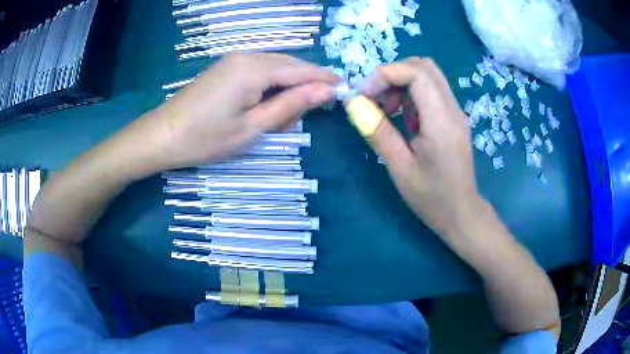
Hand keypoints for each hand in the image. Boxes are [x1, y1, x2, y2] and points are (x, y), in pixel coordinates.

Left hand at [148, 53, 338, 168]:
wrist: (163, 135)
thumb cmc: (206, 138)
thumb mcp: (253, 127)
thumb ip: (291, 105)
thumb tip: (326, 91)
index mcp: (255, 69)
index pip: (302, 70)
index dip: (325, 80)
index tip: (345, 91)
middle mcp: (248, 55)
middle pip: (290, 65)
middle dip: (306, 86)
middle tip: (310, 114)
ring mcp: (235, 58)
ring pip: (276, 67)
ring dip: (287, 89)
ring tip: (281, 119)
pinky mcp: (228, 66)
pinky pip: (260, 70)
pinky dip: (270, 86)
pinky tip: (265, 106)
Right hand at [359, 57, 480, 236]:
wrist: (461, 212)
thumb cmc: (431, 197)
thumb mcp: (399, 167)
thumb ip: (377, 131)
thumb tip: (354, 103)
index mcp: (441, 121)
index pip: (417, 73)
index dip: (386, 74)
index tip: (366, 95)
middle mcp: (453, 109)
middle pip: (424, 66)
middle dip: (394, 74)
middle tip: (376, 98)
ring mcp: (456, 112)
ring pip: (428, 75)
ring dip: (402, 83)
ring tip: (388, 111)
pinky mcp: (454, 118)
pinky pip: (432, 91)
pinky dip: (412, 94)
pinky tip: (405, 119)